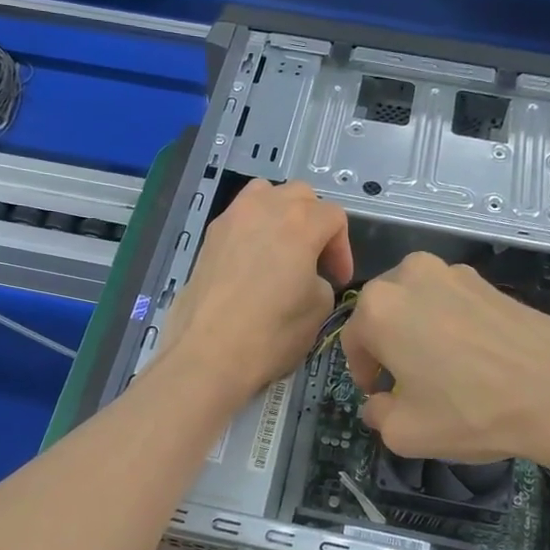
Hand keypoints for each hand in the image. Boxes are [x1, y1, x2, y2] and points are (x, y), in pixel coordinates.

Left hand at [160, 180, 352, 405]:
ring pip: (264, 195)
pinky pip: (240, 217)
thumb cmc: (271, 333)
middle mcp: (264, 207)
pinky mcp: (209, 237)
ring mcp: (231, 218)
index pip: (334, 217)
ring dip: (281, 214)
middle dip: (314, 223)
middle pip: (300, 196)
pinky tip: (254, 263)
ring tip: (283, 248)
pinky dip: (254, 229)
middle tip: (315, 260)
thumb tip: (306, 277)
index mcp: (300, 222)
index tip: (337, 280)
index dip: (342, 249)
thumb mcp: (318, 310)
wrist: (207, 354)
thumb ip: (321, 281)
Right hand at [340, 252, 549, 467]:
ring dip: (419, 332)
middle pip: (384, 315)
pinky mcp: (489, 280)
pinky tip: (475, 359)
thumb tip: (379, 403)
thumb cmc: (471, 411)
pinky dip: (452, 326)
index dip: (363, 372)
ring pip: (419, 305)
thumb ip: (377, 415)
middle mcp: (410, 276)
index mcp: (379, 307)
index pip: (352, 340)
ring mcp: (454, 272)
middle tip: (408, 383)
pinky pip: (452, 303)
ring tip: (444, 370)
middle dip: (389, 347)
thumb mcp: (405, 432)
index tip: (378, 394)